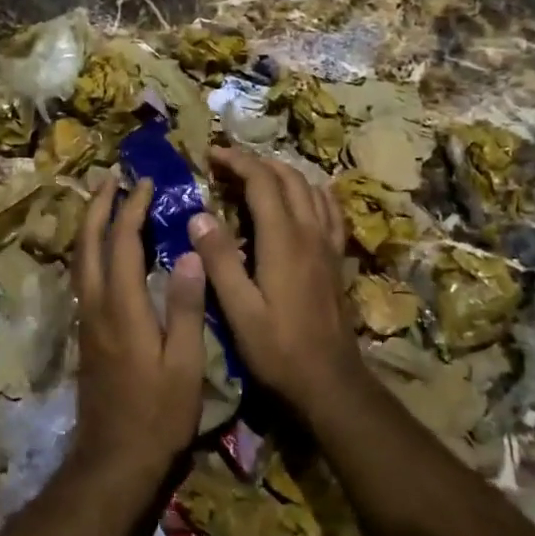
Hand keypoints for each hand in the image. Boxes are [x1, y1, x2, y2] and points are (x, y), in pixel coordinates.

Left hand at [70, 174, 205, 484]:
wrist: (114, 460)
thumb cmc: (158, 415)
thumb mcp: (184, 364)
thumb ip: (185, 307)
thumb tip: (189, 253)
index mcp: (121, 307)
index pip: (122, 242)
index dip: (133, 209)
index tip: (146, 183)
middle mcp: (95, 305)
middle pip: (89, 243)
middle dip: (100, 206)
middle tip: (113, 178)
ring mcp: (86, 320)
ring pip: (80, 259)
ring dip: (91, 224)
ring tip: (105, 202)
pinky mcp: (86, 334)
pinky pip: (83, 276)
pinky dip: (92, 249)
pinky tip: (105, 250)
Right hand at [188, 147, 362, 414]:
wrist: (330, 381)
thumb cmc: (278, 350)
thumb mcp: (239, 310)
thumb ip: (220, 260)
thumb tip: (199, 215)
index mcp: (283, 240)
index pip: (262, 181)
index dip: (236, 161)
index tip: (210, 154)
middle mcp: (309, 232)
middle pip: (287, 177)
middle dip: (255, 162)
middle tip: (225, 164)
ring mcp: (327, 243)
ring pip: (309, 188)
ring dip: (281, 172)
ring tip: (254, 175)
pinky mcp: (335, 258)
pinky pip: (328, 209)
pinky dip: (310, 191)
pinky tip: (301, 197)